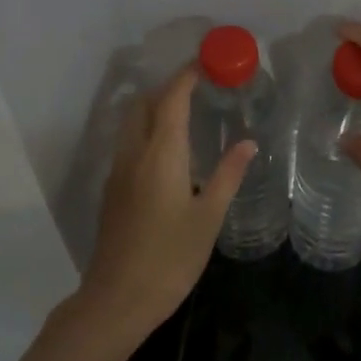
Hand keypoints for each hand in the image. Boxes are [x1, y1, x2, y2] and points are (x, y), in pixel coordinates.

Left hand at [77, 67, 254, 339]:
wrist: (118, 298)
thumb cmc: (171, 257)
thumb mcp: (209, 217)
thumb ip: (228, 175)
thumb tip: (248, 142)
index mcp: (160, 155)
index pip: (171, 99)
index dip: (186, 75)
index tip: (207, 62)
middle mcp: (133, 154)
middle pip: (143, 104)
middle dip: (168, 87)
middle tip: (199, 87)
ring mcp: (117, 172)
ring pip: (131, 123)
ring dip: (154, 108)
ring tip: (187, 114)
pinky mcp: (112, 190)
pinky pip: (128, 144)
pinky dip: (147, 131)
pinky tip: (169, 152)